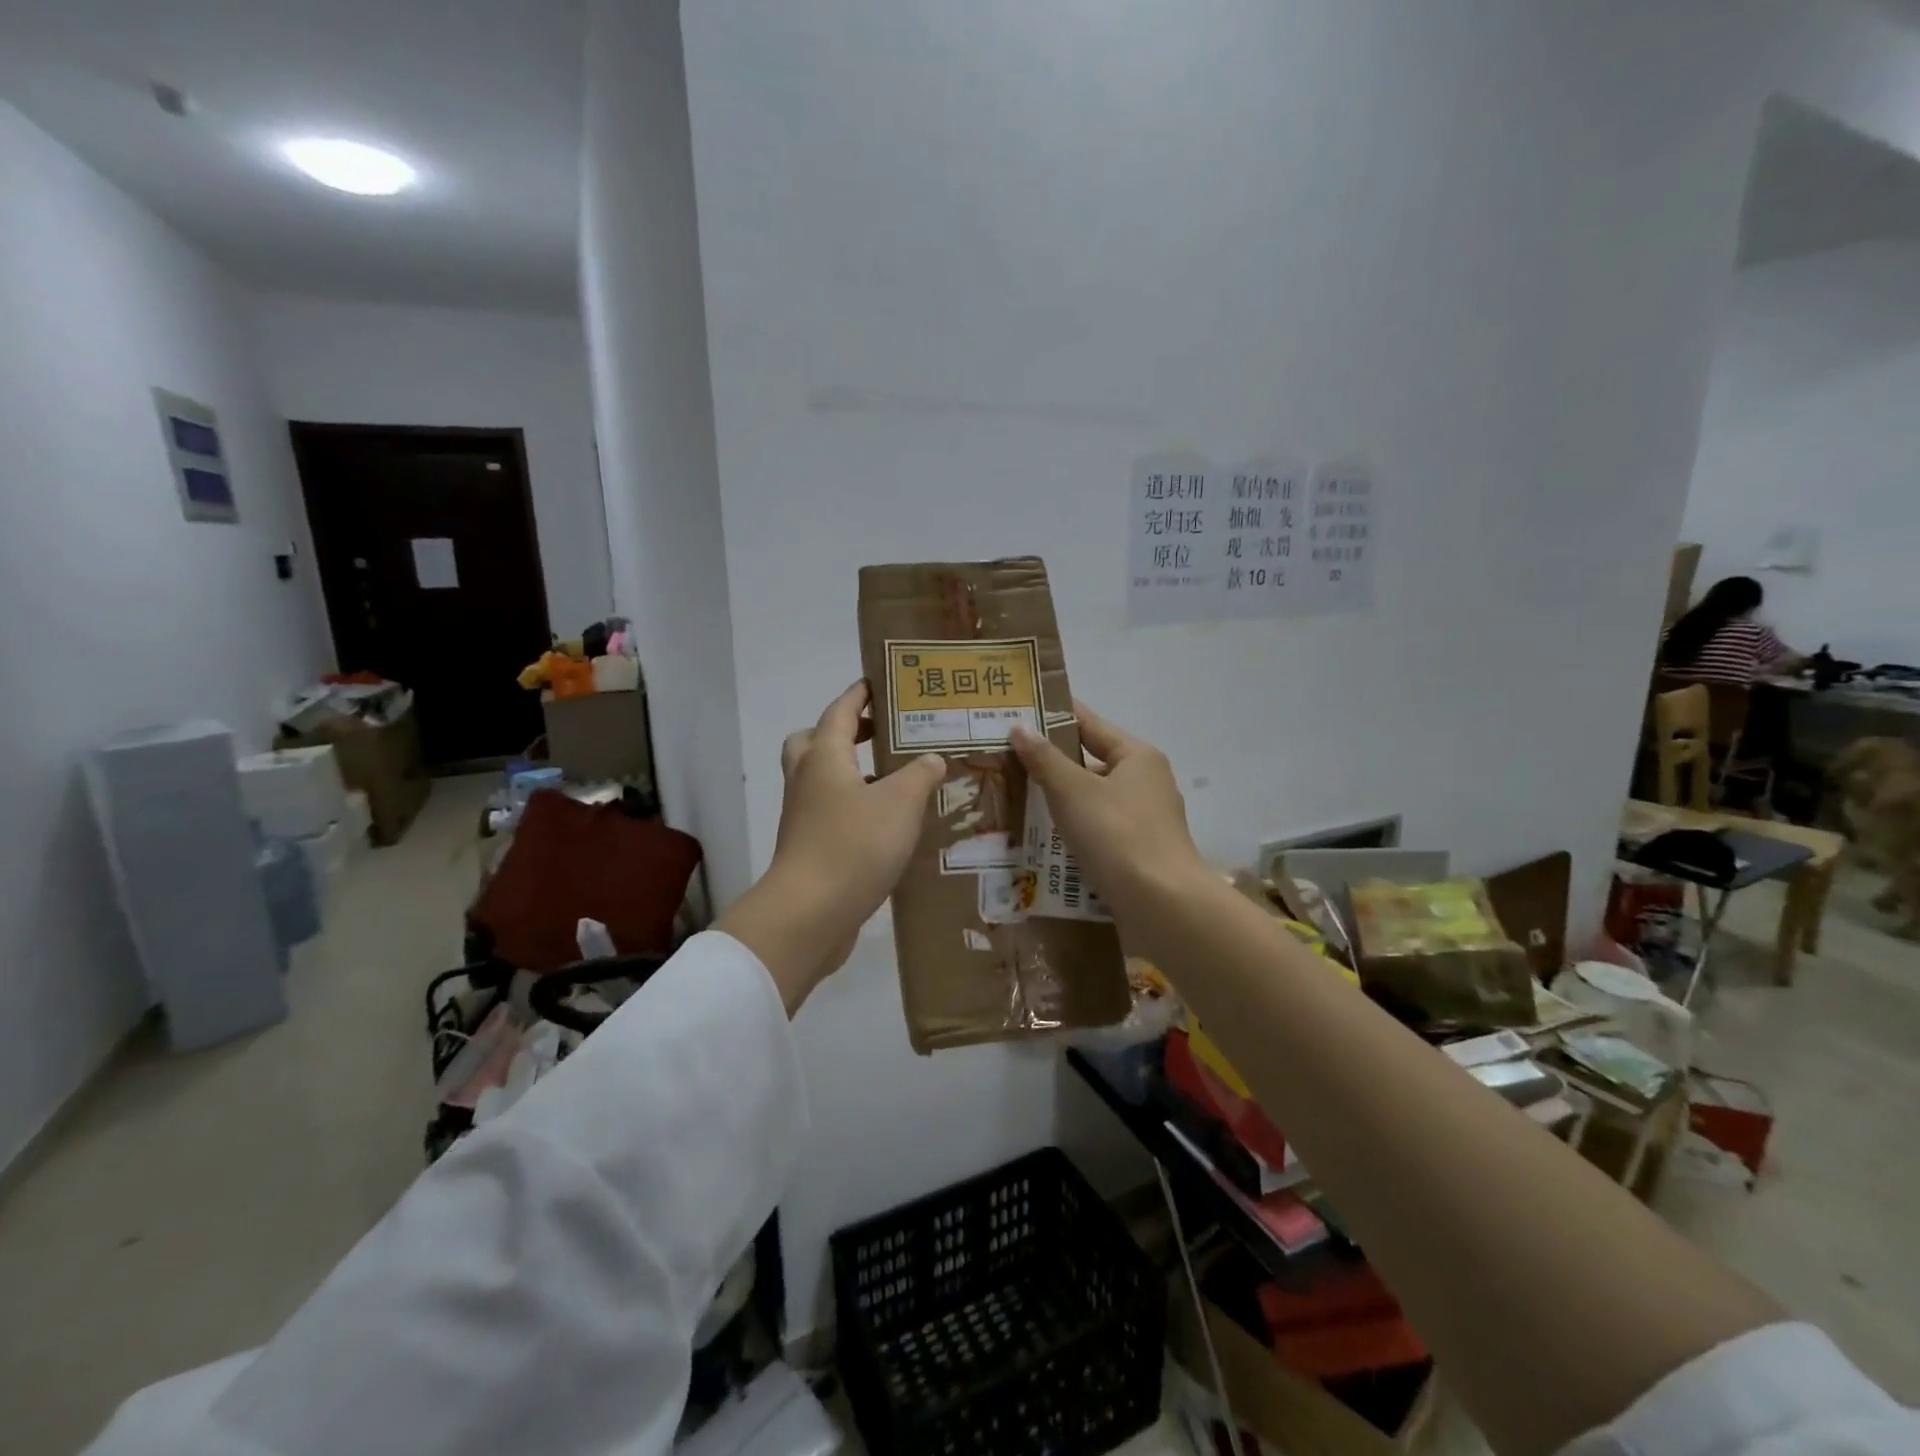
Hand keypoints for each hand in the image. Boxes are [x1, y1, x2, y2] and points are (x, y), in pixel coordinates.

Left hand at [718, 682, 946, 1012]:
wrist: (811, 912)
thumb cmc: (855, 844)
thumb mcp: (901, 803)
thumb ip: (920, 775)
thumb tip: (931, 759)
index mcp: (825, 757)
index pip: (840, 711)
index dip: (858, 695)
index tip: (877, 683)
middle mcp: (807, 780)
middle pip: (814, 740)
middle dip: (843, 731)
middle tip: (877, 734)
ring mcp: (802, 815)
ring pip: (821, 778)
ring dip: (850, 771)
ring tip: (893, 778)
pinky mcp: (808, 846)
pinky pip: (828, 811)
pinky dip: (852, 805)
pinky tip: (887, 823)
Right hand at [1010, 702, 1207, 916]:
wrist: (1161, 904)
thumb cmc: (1117, 834)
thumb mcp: (1073, 791)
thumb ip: (1045, 759)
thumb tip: (1020, 727)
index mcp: (1137, 757)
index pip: (1090, 724)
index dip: (1055, 715)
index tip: (1022, 709)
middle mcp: (1146, 782)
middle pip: (1092, 763)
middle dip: (1052, 763)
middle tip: (1008, 759)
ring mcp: (1146, 820)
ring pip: (1094, 800)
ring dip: (1061, 800)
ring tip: (1016, 798)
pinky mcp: (1139, 853)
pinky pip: (1098, 831)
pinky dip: (1073, 830)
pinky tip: (1043, 839)